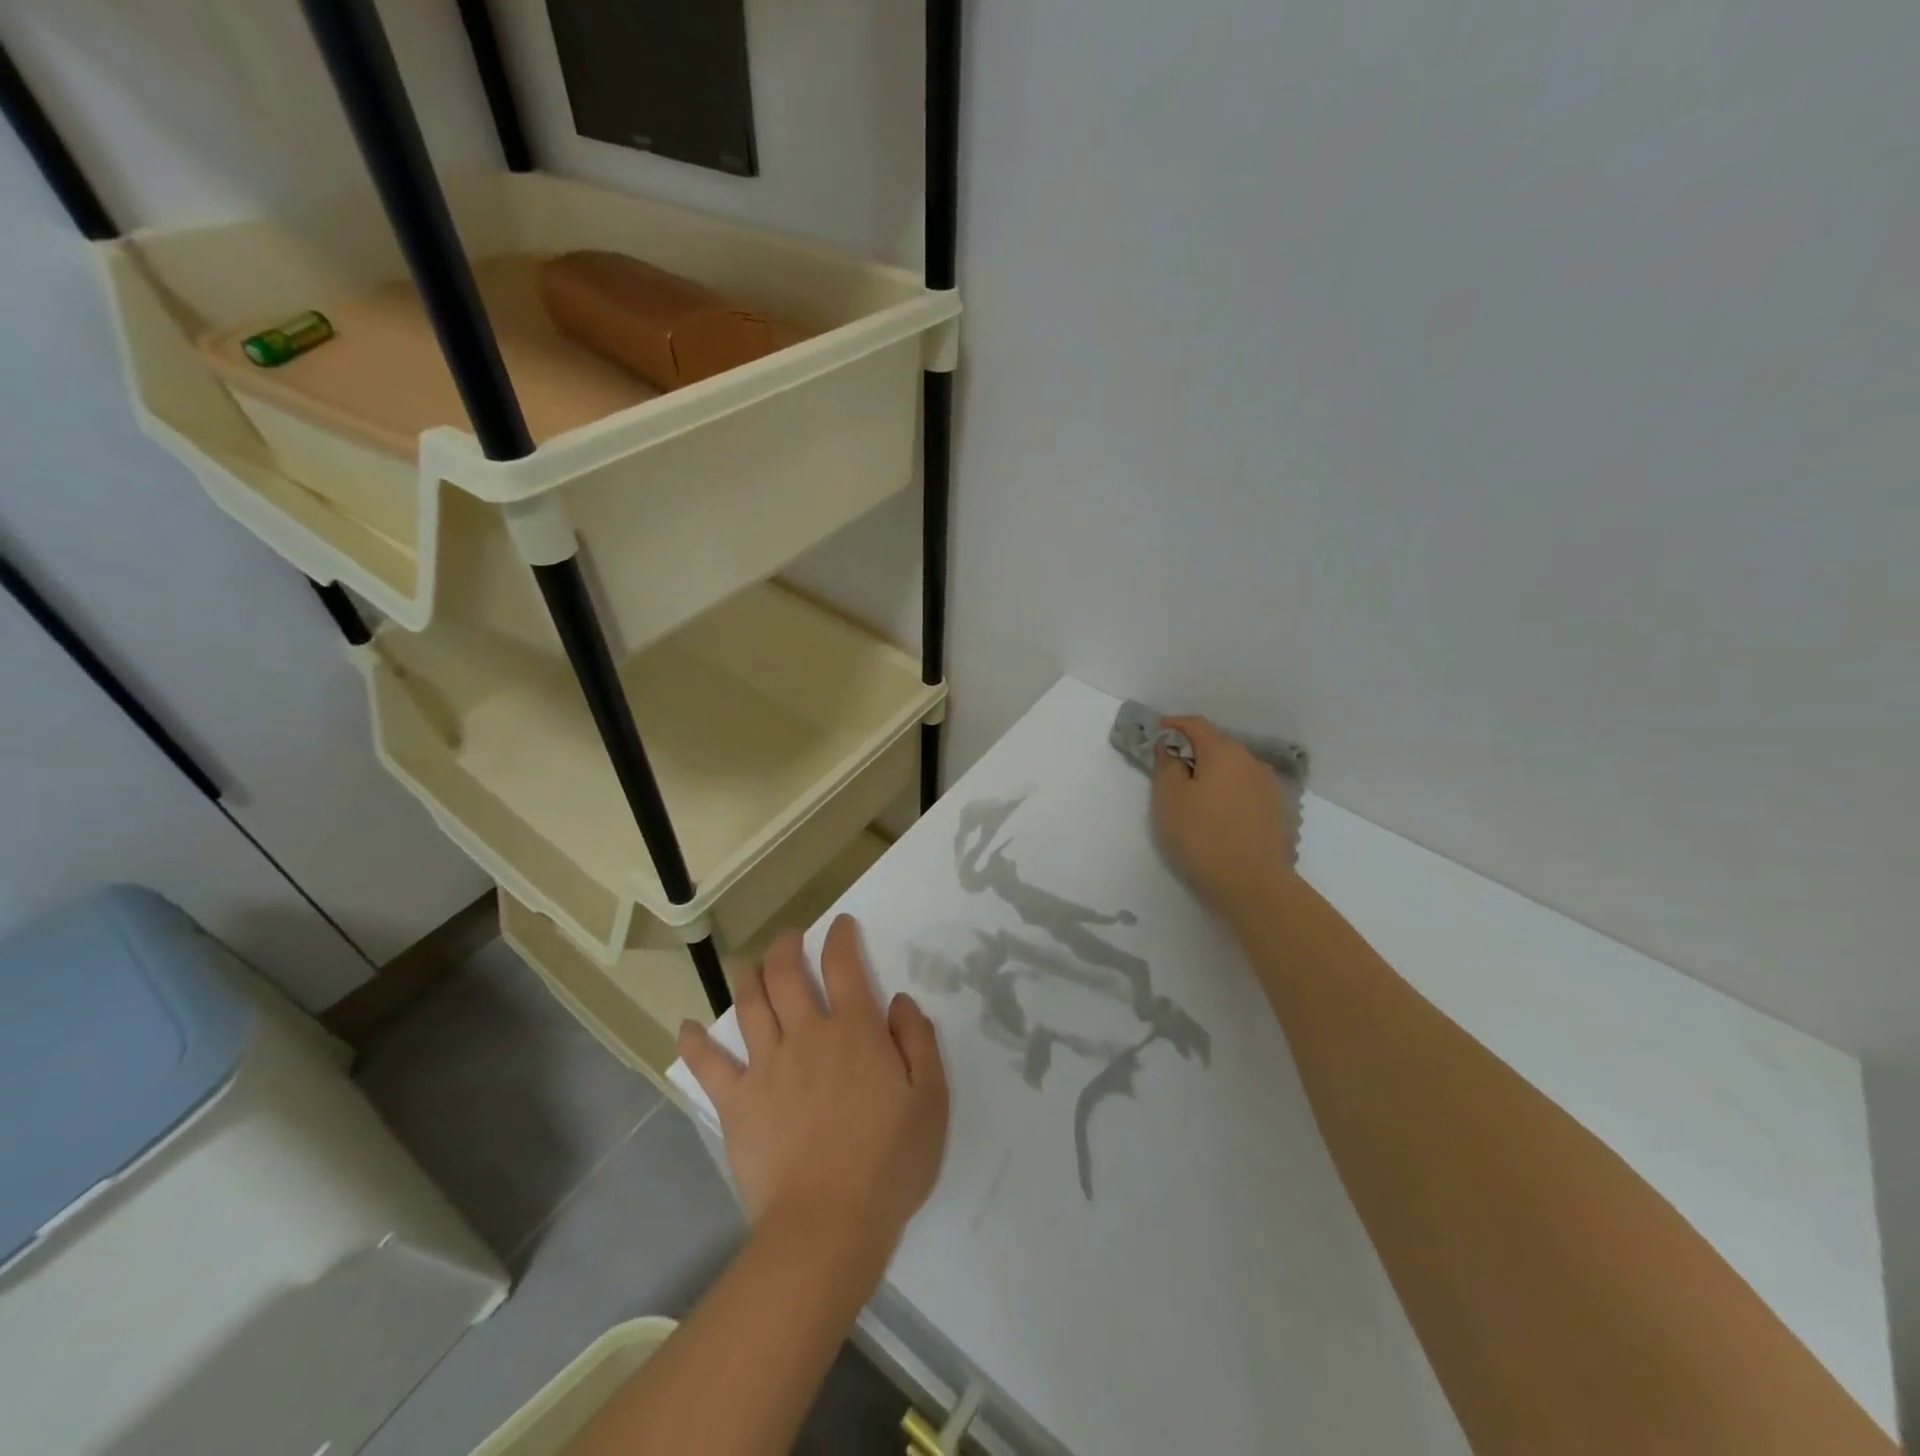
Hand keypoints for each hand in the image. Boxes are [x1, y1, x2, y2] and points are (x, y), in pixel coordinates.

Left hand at [677, 915, 949, 1278]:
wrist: (828, 1224)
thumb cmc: (889, 1162)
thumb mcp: (930, 1099)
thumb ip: (918, 1041)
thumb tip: (901, 1001)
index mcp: (854, 1029)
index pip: (843, 965)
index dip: (840, 937)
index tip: (840, 924)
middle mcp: (806, 1034)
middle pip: (786, 973)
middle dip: (786, 946)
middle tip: (790, 937)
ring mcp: (766, 1066)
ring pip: (749, 1004)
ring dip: (749, 976)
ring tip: (752, 966)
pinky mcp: (736, 1102)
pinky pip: (708, 1064)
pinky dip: (696, 1042)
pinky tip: (687, 1028)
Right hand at [1152, 715, 1293, 921]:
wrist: (1252, 885)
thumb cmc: (1202, 836)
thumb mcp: (1169, 798)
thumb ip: (1166, 764)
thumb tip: (1170, 746)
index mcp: (1224, 751)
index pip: (1196, 724)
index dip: (1173, 724)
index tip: (1154, 733)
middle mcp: (1250, 761)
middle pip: (1216, 743)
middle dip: (1191, 749)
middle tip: (1167, 767)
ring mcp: (1267, 786)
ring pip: (1231, 767)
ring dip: (1209, 771)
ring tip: (1190, 792)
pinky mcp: (1274, 810)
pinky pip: (1242, 787)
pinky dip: (1225, 788)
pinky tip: (1215, 810)